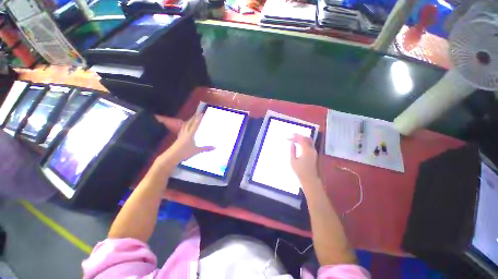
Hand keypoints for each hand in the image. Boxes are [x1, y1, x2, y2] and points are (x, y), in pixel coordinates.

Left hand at [164, 114, 214, 163]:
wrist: (171, 156)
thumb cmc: (185, 153)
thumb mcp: (197, 151)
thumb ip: (206, 148)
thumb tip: (215, 147)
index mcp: (190, 135)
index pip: (195, 125)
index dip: (198, 119)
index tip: (201, 114)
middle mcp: (185, 133)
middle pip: (189, 123)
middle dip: (193, 118)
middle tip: (197, 114)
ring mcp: (181, 135)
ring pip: (185, 126)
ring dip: (189, 121)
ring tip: (191, 119)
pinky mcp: (178, 138)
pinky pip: (182, 130)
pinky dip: (185, 126)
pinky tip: (185, 128)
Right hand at [290, 134, 318, 183]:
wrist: (309, 178)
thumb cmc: (299, 170)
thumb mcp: (293, 160)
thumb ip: (292, 150)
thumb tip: (292, 143)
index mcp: (306, 151)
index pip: (302, 140)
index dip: (295, 137)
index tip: (289, 138)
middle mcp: (312, 150)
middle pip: (307, 138)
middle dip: (299, 136)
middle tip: (292, 136)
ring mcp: (314, 152)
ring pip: (309, 141)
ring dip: (302, 138)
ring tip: (295, 138)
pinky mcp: (314, 154)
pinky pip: (310, 144)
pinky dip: (305, 142)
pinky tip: (300, 143)